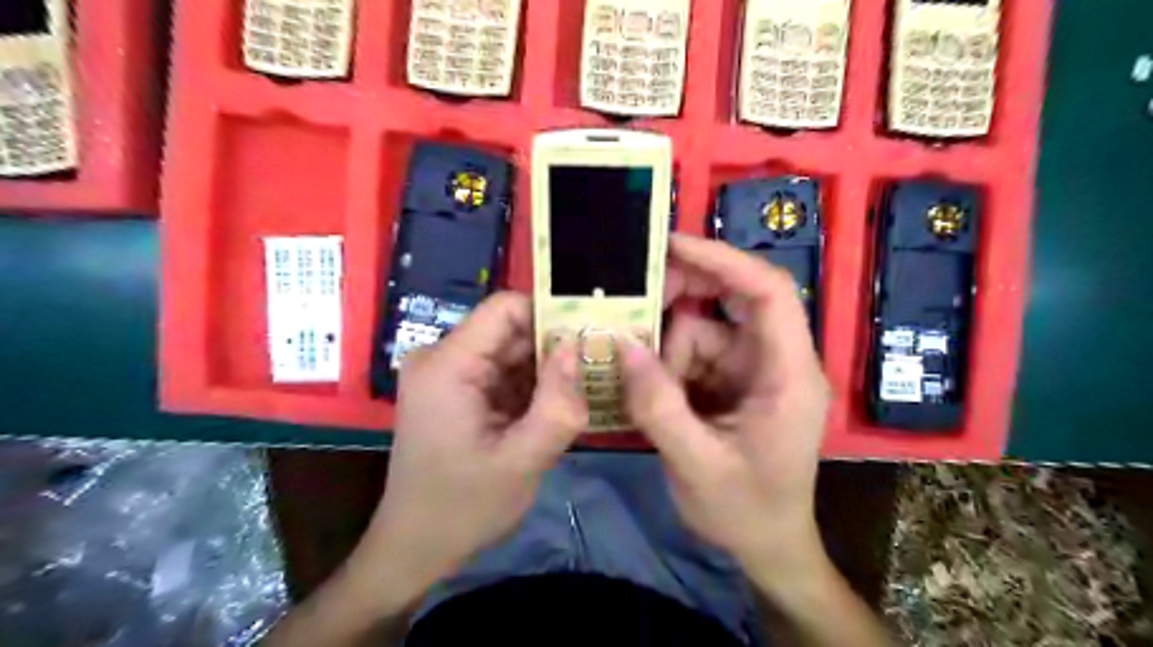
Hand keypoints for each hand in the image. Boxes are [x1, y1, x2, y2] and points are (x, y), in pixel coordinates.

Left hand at [366, 297, 586, 592]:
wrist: (414, 548)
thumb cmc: (464, 508)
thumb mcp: (522, 460)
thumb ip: (557, 403)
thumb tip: (577, 346)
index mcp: (448, 365)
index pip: (505, 308)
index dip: (550, 315)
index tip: (590, 337)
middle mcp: (442, 357)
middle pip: (510, 330)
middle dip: (554, 347)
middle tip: (598, 366)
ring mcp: (447, 374)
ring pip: (511, 351)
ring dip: (546, 369)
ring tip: (584, 389)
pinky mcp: (456, 391)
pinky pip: (502, 372)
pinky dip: (532, 386)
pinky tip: (557, 405)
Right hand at [622, 232, 829, 592]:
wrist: (767, 547)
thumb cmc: (745, 512)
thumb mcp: (696, 464)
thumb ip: (657, 405)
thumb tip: (621, 345)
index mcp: (788, 375)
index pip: (767, 292)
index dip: (722, 260)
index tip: (670, 246)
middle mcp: (776, 360)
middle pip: (733, 299)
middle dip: (683, 297)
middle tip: (633, 306)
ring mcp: (753, 370)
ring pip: (703, 329)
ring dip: (666, 348)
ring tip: (639, 379)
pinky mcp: (733, 382)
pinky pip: (694, 354)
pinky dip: (667, 365)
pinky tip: (648, 389)